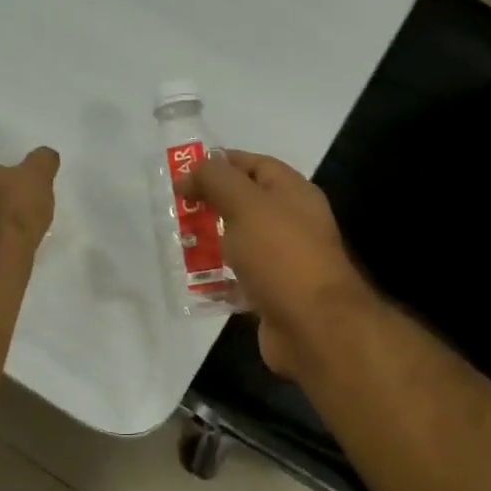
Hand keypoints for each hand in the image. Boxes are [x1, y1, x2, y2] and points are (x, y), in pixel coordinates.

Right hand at [179, 150, 373, 378]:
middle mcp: (292, 223)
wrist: (314, 327)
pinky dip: (218, 280)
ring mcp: (284, 262)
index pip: (256, 165)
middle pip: (246, 205)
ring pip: (240, 243)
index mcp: (293, 194)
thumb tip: (190, 172)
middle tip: (176, 211)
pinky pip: (239, 280)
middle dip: (211, 205)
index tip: (184, 173)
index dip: (221, 164)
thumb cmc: (281, 256)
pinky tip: (194, 282)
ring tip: (177, 245)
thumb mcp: (245, 205)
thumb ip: (217, 180)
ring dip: (210, 243)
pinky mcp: (272, 295)